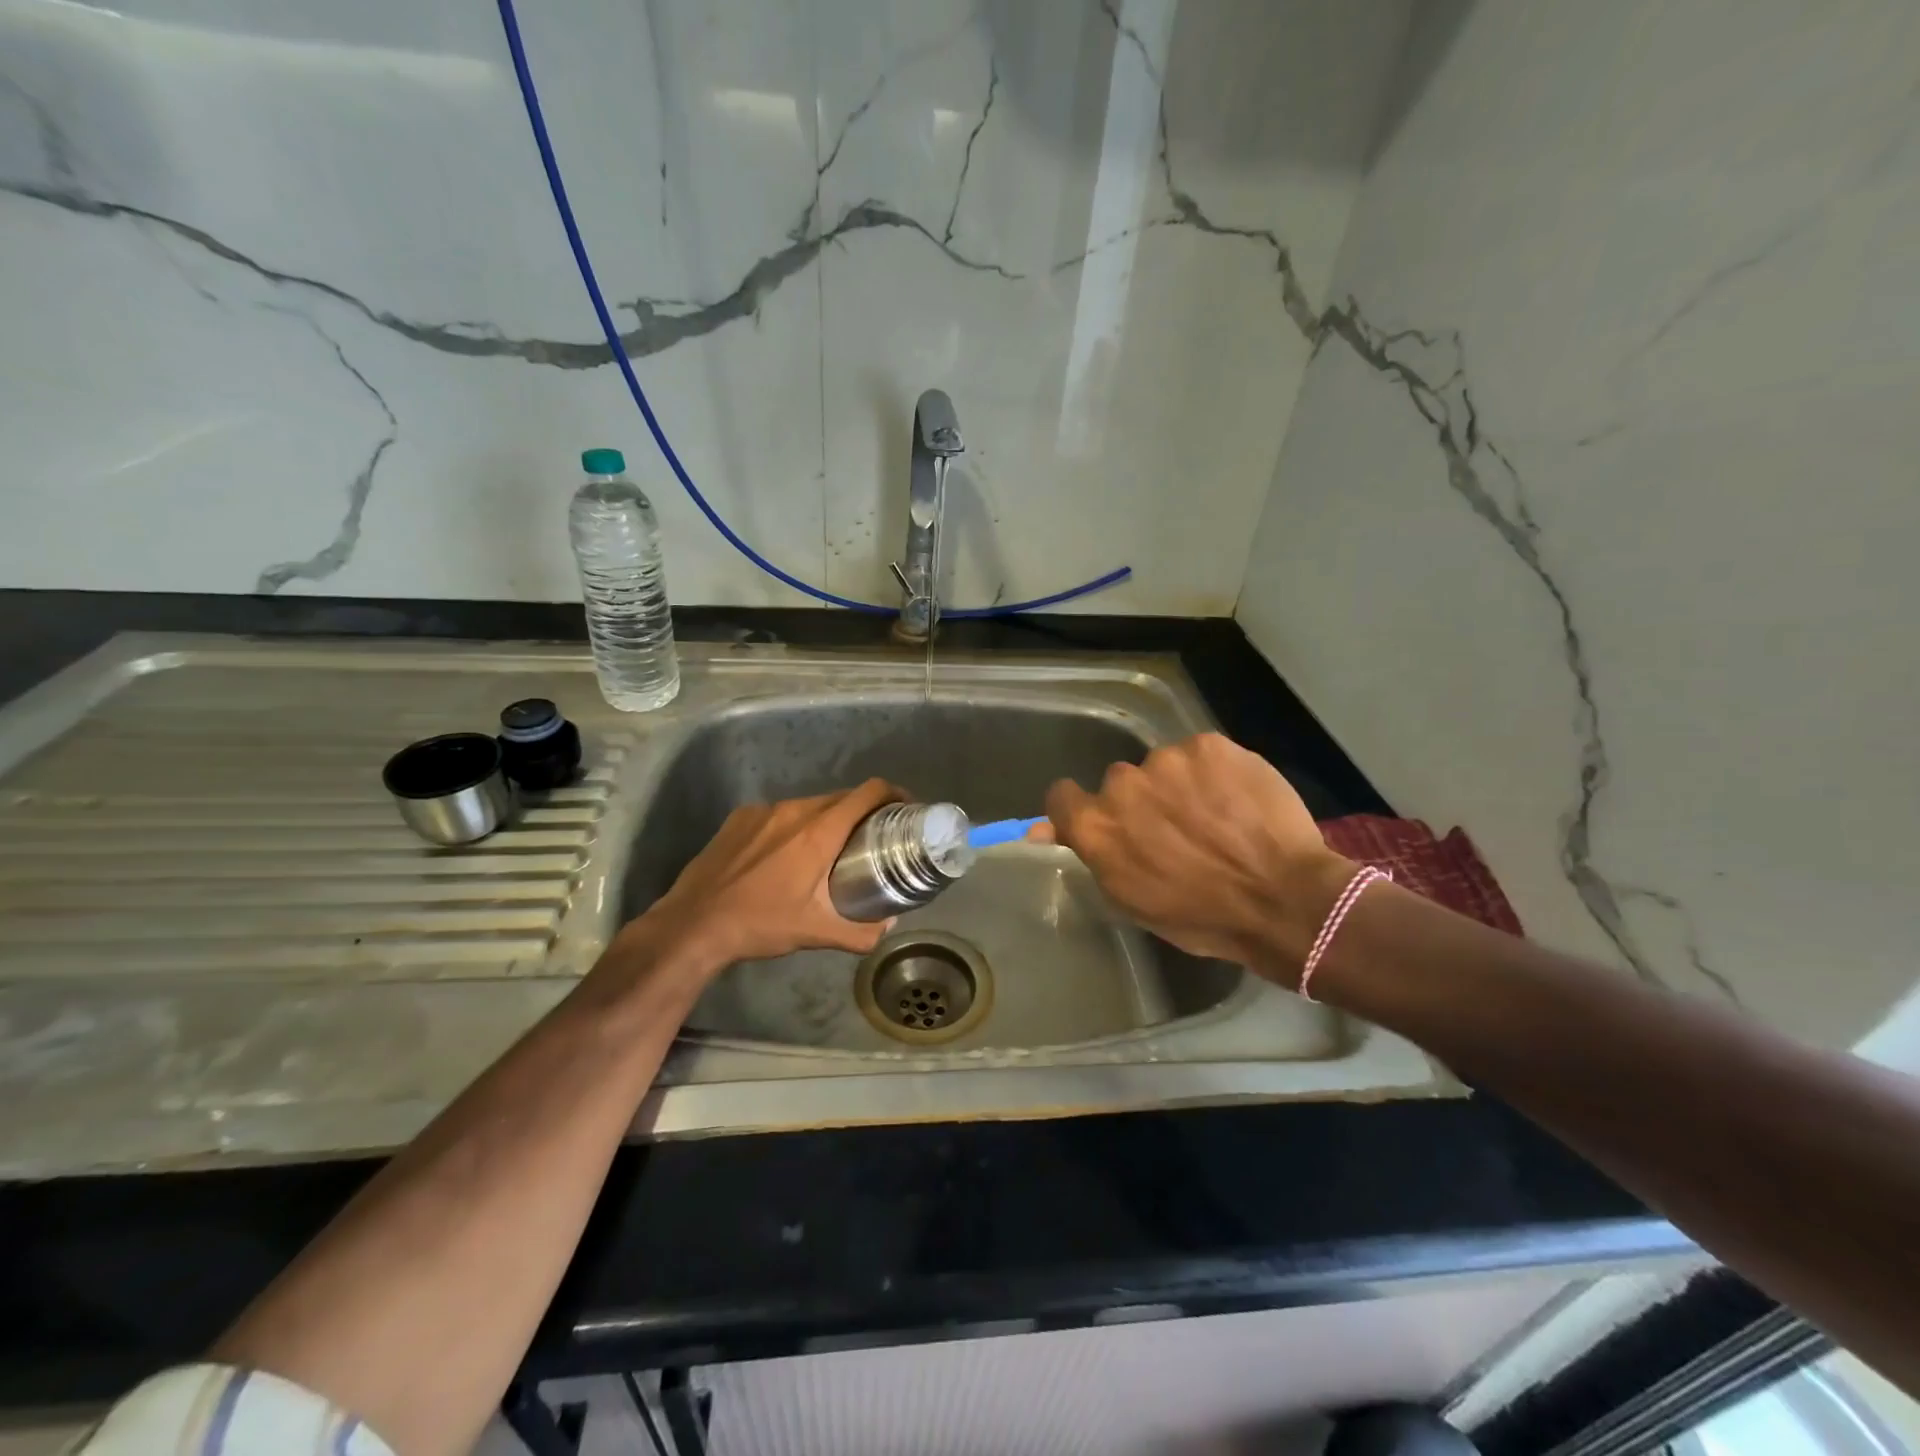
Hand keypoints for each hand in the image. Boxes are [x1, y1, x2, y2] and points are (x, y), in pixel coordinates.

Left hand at [632, 778, 906, 970]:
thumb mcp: (816, 932)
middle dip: (863, 812)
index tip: (905, 808)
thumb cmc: (760, 924)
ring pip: (810, 804)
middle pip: (842, 797)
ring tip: (830, 849)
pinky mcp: (740, 817)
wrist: (693, 924)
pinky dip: (794, 825)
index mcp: (819, 832)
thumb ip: (860, 932)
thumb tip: (888, 927)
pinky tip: (786, 854)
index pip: (867, 793)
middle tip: (873, 838)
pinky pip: (780, 813)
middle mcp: (794, 810)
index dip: (893, 793)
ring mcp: (764, 810)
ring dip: (827, 819)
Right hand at [1035, 734, 1352, 984]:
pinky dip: (1215, 773)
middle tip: (1176, 831)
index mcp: (1096, 825)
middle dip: (1142, 803)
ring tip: (1217, 818)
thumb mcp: (1131, 899)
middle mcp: (1122, 784)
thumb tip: (1039, 831)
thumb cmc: (1202, 917)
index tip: (1110, 825)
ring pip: (1164, 767)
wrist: (1283, 899)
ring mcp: (1167, 759)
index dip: (1082, 810)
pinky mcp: (1210, 744)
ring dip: (1180, 786)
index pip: (1062, 797)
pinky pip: (1201, 755)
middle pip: (1120, 783)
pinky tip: (1238, 800)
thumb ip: (1090, 854)